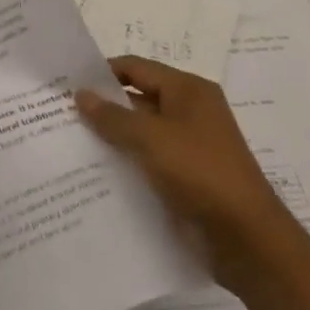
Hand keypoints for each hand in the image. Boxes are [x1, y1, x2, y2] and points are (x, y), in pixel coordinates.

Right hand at [76, 57, 291, 289]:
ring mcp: (189, 147)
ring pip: (140, 133)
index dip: (102, 73)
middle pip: (137, 99)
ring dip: (112, 138)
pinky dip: (126, 163)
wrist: (248, 242)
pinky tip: (95, 173)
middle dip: (103, 107)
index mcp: (188, 91)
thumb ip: (112, 116)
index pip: (136, 68)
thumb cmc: (201, 173)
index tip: (67, 83)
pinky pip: (148, 161)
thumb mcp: (151, 138)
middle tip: (61, 114)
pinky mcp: (186, 178)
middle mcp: (190, 112)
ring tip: (69, 143)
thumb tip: (81, 95)